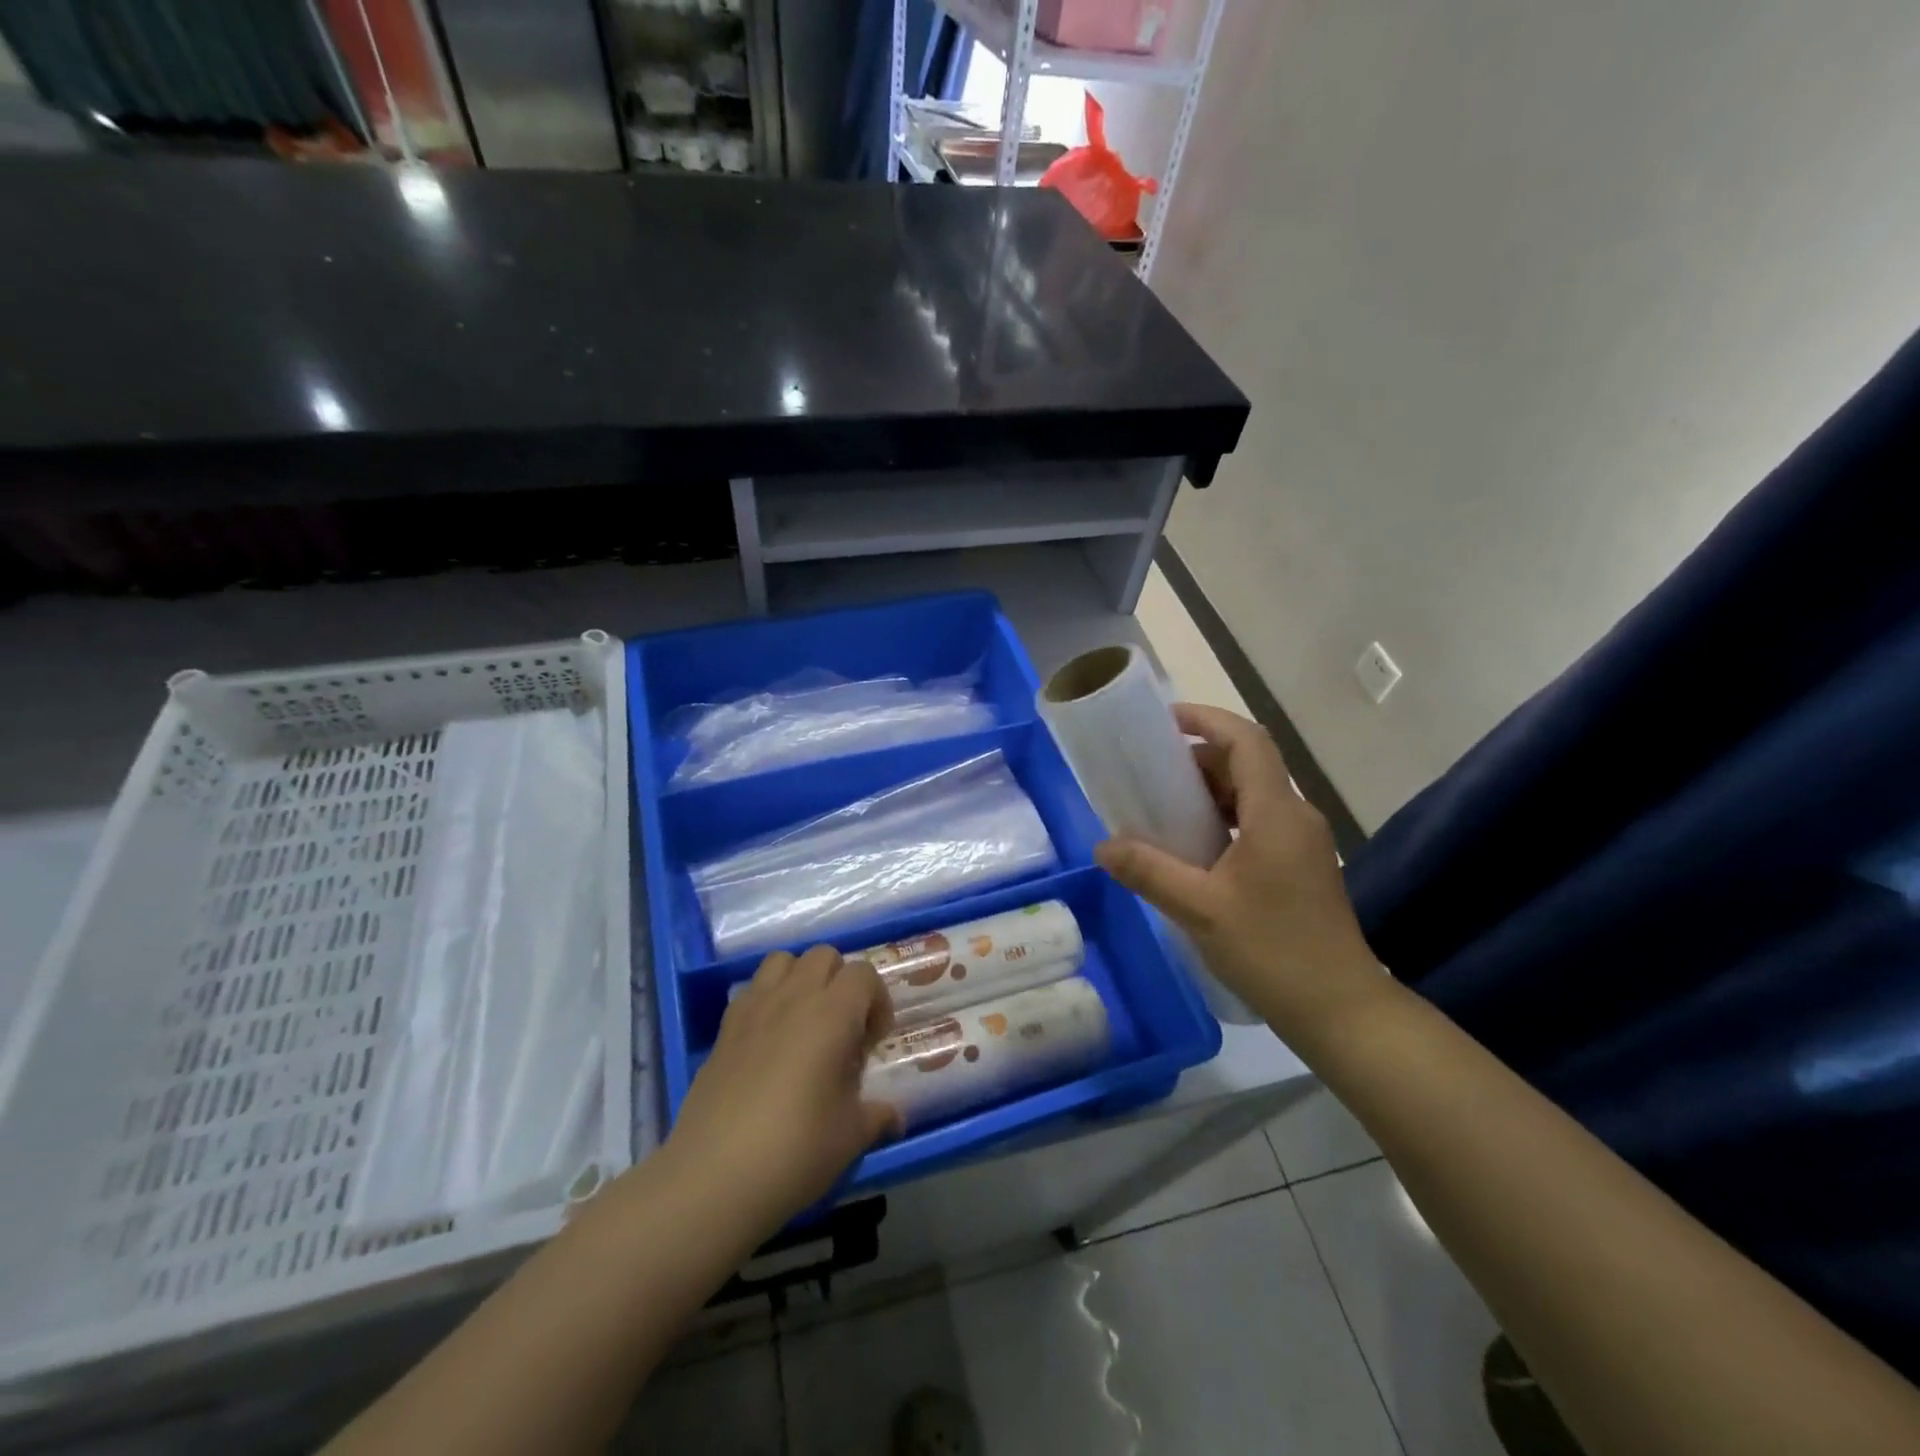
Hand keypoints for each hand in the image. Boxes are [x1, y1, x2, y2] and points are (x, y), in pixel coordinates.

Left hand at [665, 945, 900, 1232]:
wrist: (713, 1177)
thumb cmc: (795, 1150)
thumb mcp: (851, 1136)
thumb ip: (877, 1116)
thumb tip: (895, 1117)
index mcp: (832, 1013)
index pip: (863, 974)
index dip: (877, 1000)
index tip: (873, 1040)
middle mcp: (794, 997)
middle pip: (824, 956)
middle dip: (841, 981)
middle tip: (844, 1027)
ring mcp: (754, 1008)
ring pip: (783, 961)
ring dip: (801, 979)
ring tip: (806, 1022)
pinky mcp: (724, 1028)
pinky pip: (752, 989)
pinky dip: (768, 998)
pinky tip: (770, 1041)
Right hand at [1093, 704, 1383, 1043]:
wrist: (1339, 1010)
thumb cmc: (1272, 951)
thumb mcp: (1199, 909)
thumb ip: (1148, 871)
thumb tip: (1102, 846)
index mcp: (1277, 813)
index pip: (1246, 740)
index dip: (1206, 719)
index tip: (1163, 720)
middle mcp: (1295, 815)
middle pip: (1247, 762)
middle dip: (1198, 758)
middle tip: (1148, 772)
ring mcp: (1301, 841)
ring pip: (1252, 793)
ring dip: (1208, 790)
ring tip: (1161, 806)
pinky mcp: (1299, 864)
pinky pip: (1256, 821)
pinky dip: (1221, 817)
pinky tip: (1191, 846)